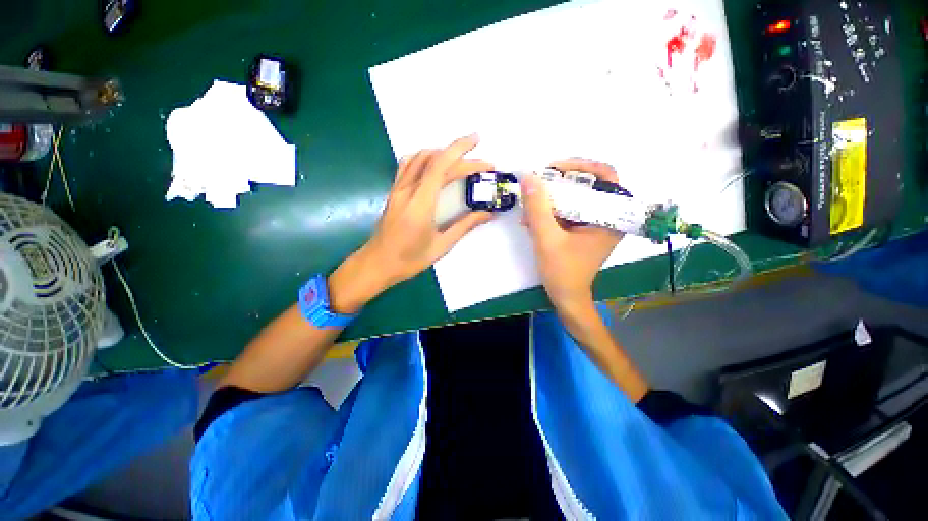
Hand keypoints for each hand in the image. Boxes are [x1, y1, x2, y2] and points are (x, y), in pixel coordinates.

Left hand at [328, 135, 493, 312]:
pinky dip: (425, 158)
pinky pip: (408, 164)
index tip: (483, 154)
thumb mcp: (441, 245)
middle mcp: (407, 190)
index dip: (463, 153)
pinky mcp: (393, 191)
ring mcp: (397, 188)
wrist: (377, 263)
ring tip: (461, 159)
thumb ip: (465, 225)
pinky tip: (435, 165)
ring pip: (419, 157)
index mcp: (420, 204)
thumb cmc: (410, 259)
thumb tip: (488, 213)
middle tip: (482, 163)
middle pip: (434, 159)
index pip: (441, 166)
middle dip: (461, 154)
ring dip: (442, 152)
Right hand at [521, 159, 623, 314]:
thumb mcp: (547, 239)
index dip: (580, 166)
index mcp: (611, 217)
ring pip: (574, 198)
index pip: (605, 176)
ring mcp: (594, 223)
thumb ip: (538, 208)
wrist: (566, 298)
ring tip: (529, 208)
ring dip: (550, 199)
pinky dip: (549, 212)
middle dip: (560, 183)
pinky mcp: (582, 230)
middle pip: (587, 185)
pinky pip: (567, 211)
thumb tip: (528, 177)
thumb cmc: (562, 272)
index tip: (554, 169)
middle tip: (537, 185)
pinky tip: (531, 220)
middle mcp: (607, 217)